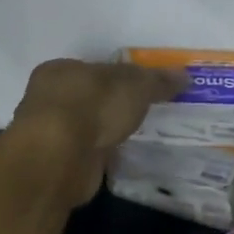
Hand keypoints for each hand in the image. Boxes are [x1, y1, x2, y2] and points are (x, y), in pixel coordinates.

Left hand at [8, 59, 185, 204]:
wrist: (60, 159)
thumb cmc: (92, 106)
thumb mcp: (135, 86)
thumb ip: (157, 80)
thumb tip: (184, 76)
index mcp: (60, 71)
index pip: (94, 69)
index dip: (120, 75)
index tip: (143, 87)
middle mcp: (49, 99)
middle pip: (90, 97)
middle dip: (114, 105)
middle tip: (146, 112)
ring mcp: (52, 134)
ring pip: (88, 127)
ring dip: (107, 131)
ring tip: (138, 135)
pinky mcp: (59, 164)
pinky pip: (88, 153)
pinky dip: (103, 153)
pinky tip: (122, 156)